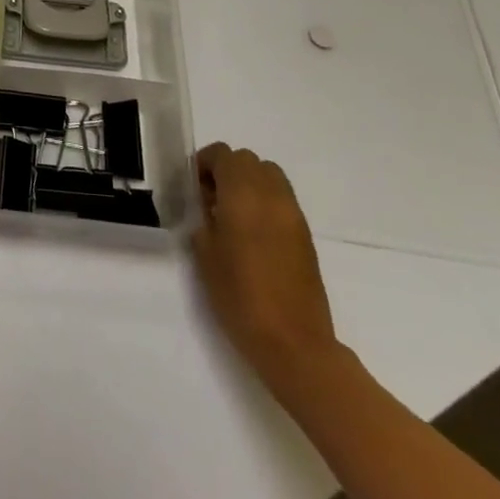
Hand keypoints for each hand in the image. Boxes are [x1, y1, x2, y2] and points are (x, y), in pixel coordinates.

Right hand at [192, 142, 338, 384]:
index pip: (223, 155)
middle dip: (227, 171)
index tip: (194, 188)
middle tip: (211, 200)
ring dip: (249, 183)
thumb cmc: (240, 296)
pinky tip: (254, 234)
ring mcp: (293, 214)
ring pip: (269, 176)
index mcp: (243, 195)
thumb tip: (207, 206)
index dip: (205, 164)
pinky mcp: (305, 235)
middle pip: (248, 160)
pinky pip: (282, 200)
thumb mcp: (205, 254)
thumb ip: (203, 218)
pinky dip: (265, 202)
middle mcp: (271, 195)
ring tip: (234, 215)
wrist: (294, 343)